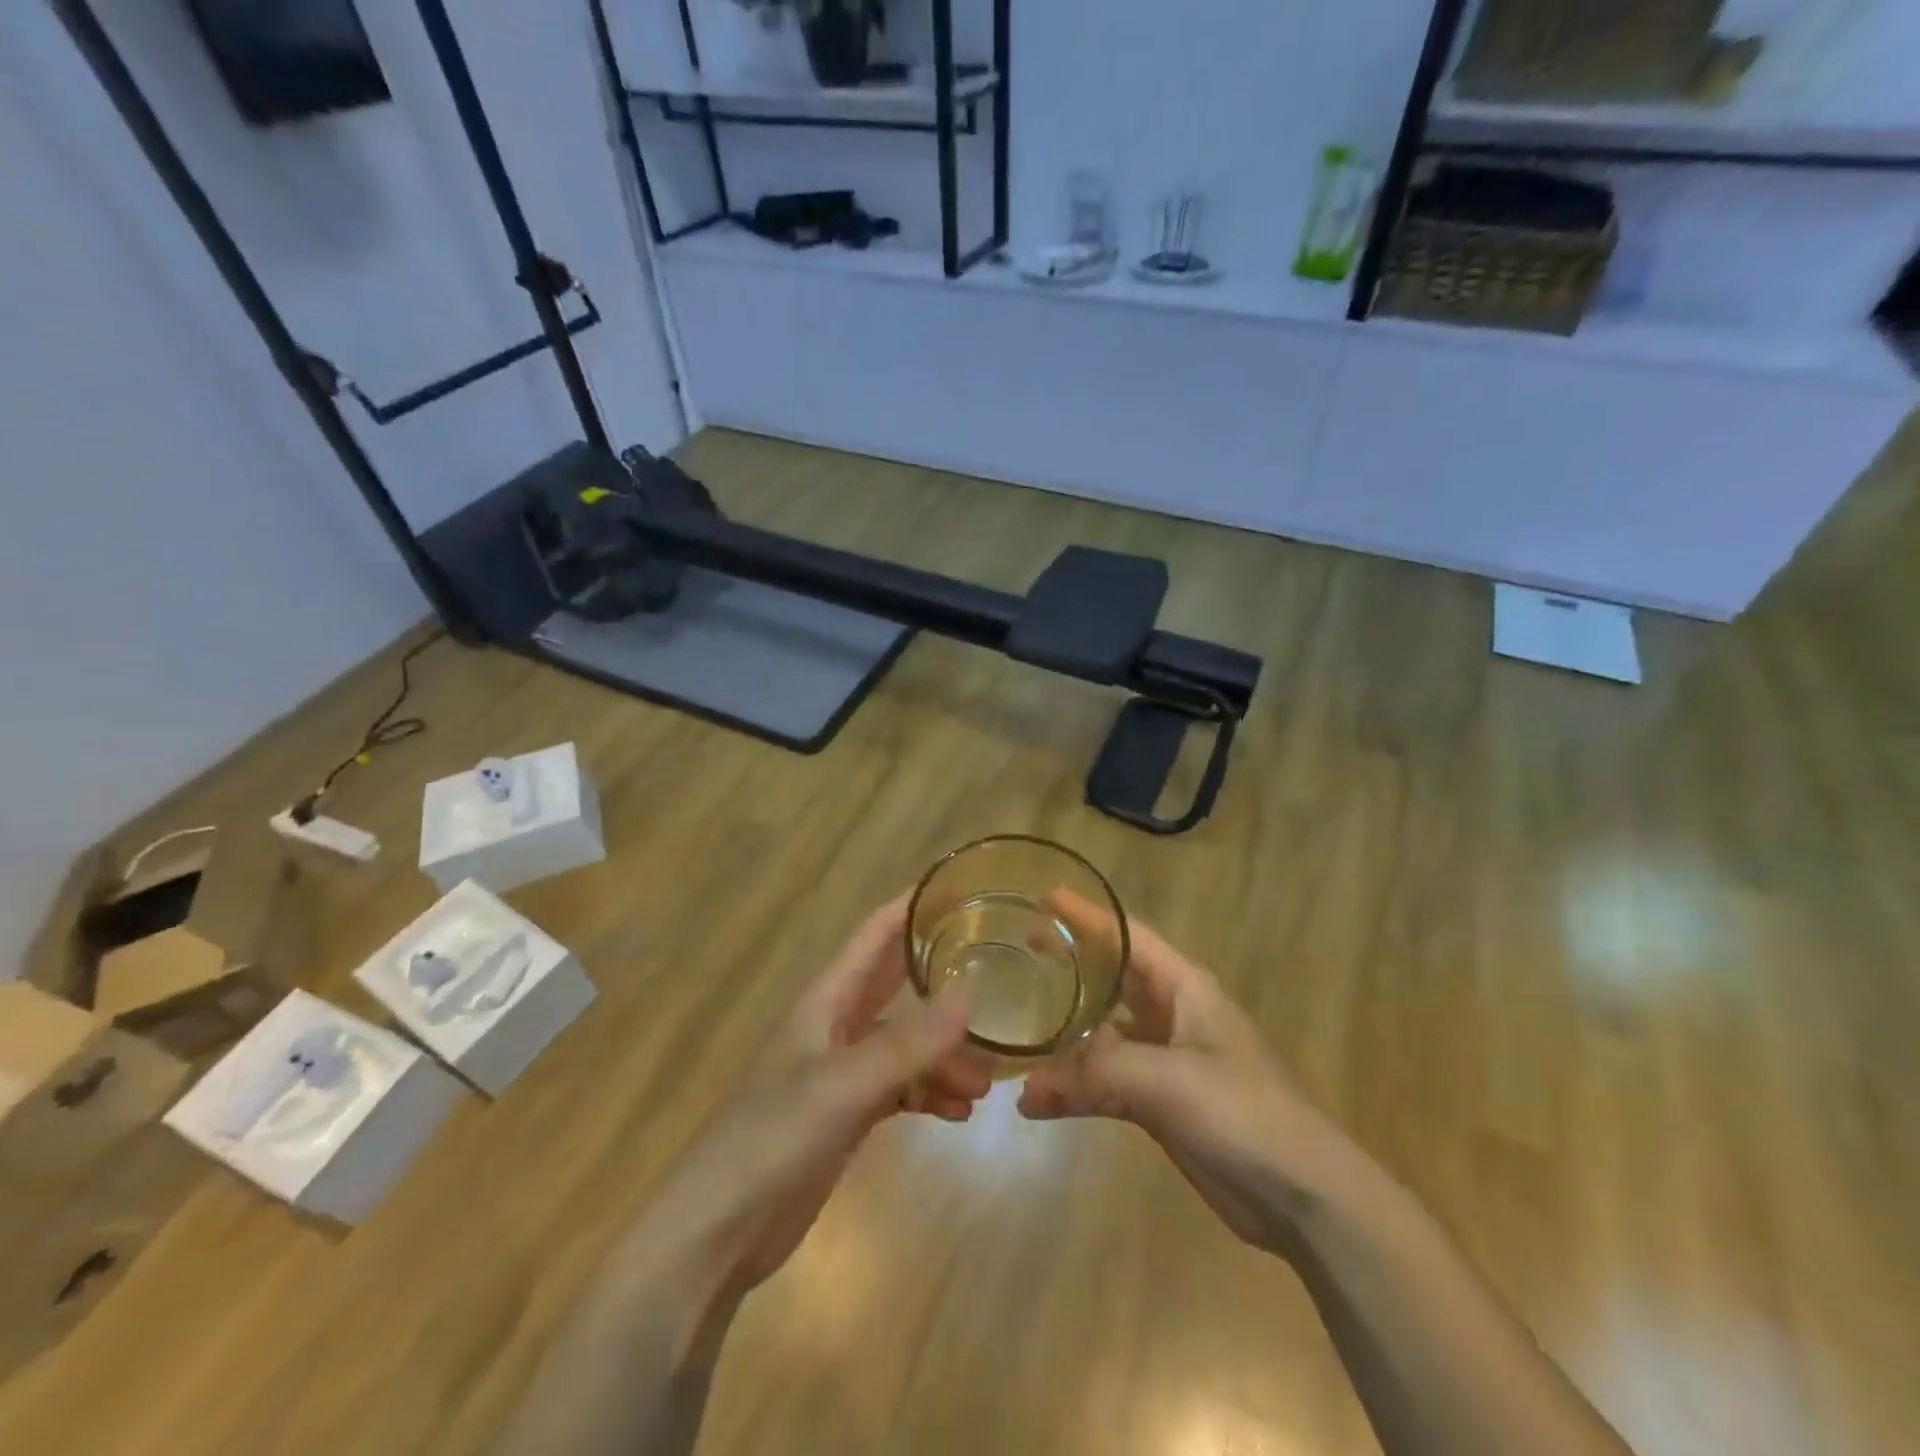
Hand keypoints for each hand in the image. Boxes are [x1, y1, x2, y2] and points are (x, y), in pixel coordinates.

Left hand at [633, 894, 988, 1306]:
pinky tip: (958, 1112)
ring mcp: (841, 1073)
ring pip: (905, 1045)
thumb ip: (908, 1043)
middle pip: (896, 987)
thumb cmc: (772, 1138)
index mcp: (825, 1000)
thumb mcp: (843, 1085)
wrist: (715, 1233)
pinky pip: (900, 1089)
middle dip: (941, 981)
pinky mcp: (846, 1117)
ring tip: (985, 1081)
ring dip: (943, 1055)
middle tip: (998, 975)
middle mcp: (835, 1026)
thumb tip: (971, 991)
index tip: (958, 888)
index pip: (873, 935)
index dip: (910, 907)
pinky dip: (928, 1094)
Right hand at [1018, 913, 1358, 1254]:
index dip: (1086, 914)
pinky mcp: (1160, 1102)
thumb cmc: (1243, 1112)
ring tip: (1020, 1024)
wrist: (1304, 1196)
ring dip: (1065, 1032)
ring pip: (1104, 1032)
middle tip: (1021, 950)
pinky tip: (1038, 1102)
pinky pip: (1106, 1081)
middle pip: (1112, 976)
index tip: (1043, 898)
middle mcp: (1172, 1013)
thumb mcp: (1169, 1080)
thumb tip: (1027, 1088)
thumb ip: (1096, 1074)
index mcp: (1184, 987)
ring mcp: (1166, 1059)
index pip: (1127, 935)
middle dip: (1070, 962)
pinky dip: (1074, 1088)